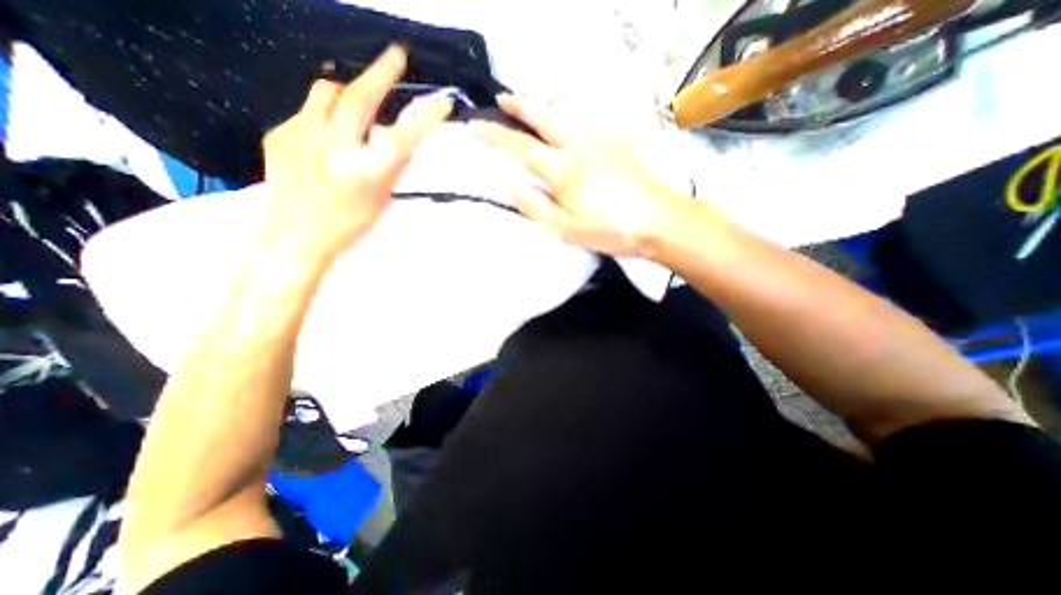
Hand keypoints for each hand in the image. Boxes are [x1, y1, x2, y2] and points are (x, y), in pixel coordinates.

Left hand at [264, 43, 451, 261]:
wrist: (294, 235)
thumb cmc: (346, 224)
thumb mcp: (380, 199)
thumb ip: (392, 167)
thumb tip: (403, 141)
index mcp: (364, 170)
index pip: (403, 136)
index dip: (425, 117)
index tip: (442, 102)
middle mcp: (332, 146)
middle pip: (356, 96)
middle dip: (380, 73)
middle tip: (396, 56)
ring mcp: (300, 134)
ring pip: (325, 92)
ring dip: (346, 93)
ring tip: (354, 108)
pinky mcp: (279, 133)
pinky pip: (305, 111)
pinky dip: (322, 118)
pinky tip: (324, 139)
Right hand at [471, 95, 688, 257]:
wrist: (659, 220)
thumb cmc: (610, 231)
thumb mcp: (566, 229)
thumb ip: (536, 206)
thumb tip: (510, 184)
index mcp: (563, 171)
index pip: (521, 148)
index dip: (496, 136)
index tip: (475, 126)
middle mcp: (579, 147)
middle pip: (544, 119)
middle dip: (520, 107)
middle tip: (502, 98)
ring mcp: (601, 142)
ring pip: (566, 119)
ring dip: (543, 112)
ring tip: (530, 111)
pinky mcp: (617, 145)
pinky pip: (585, 127)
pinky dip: (567, 123)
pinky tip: (567, 130)